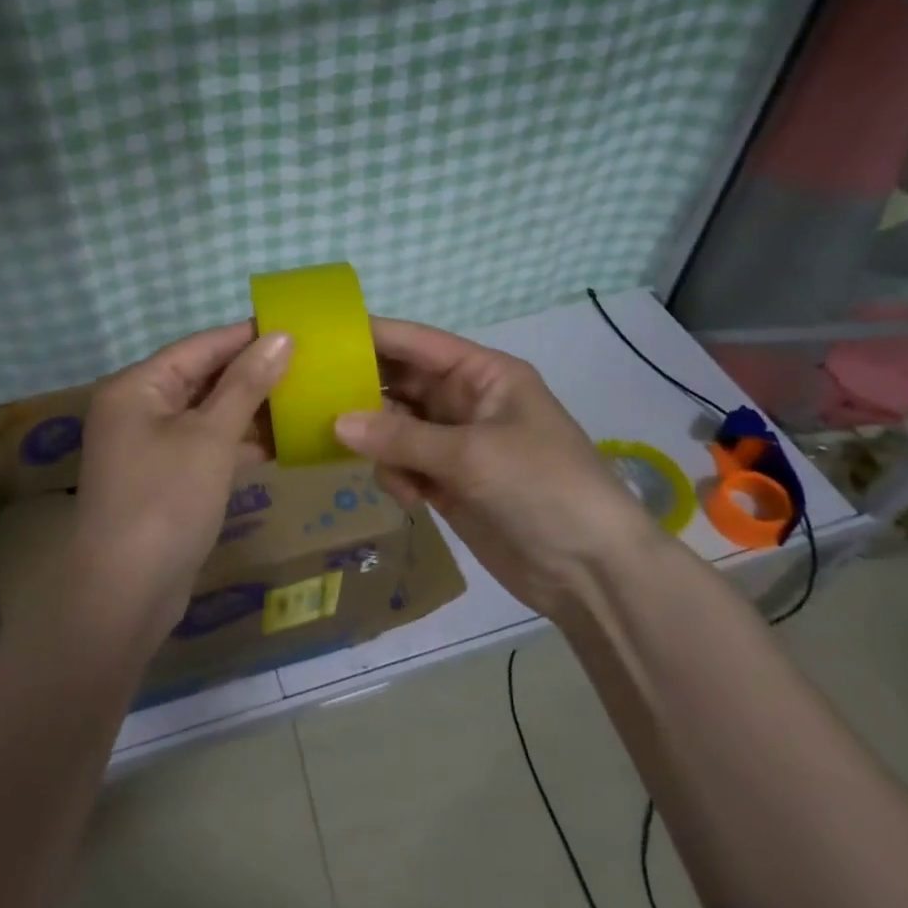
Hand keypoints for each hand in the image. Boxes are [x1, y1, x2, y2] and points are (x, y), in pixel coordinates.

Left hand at [63, 324, 292, 653]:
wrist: (126, 594)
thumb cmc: (166, 500)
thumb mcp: (210, 436)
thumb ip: (246, 384)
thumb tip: (281, 337)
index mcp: (137, 387)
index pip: (199, 346)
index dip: (246, 336)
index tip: (294, 327)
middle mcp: (138, 410)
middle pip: (201, 378)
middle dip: (252, 373)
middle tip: (307, 363)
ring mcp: (150, 448)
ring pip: (207, 415)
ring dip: (250, 409)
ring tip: (303, 396)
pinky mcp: (165, 481)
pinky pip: (206, 448)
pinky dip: (238, 443)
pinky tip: (280, 441)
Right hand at [333, 318, 654, 616]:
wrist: (592, 572)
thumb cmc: (542, 488)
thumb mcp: (472, 454)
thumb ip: (401, 436)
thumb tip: (336, 423)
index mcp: (483, 374)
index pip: (417, 343)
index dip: (371, 335)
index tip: (320, 336)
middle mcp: (465, 401)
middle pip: (400, 384)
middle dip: (365, 394)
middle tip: (315, 402)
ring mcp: (455, 444)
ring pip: (394, 428)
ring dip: (381, 445)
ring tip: (384, 469)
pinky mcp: (448, 483)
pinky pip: (403, 465)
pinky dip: (397, 477)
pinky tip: (410, 499)